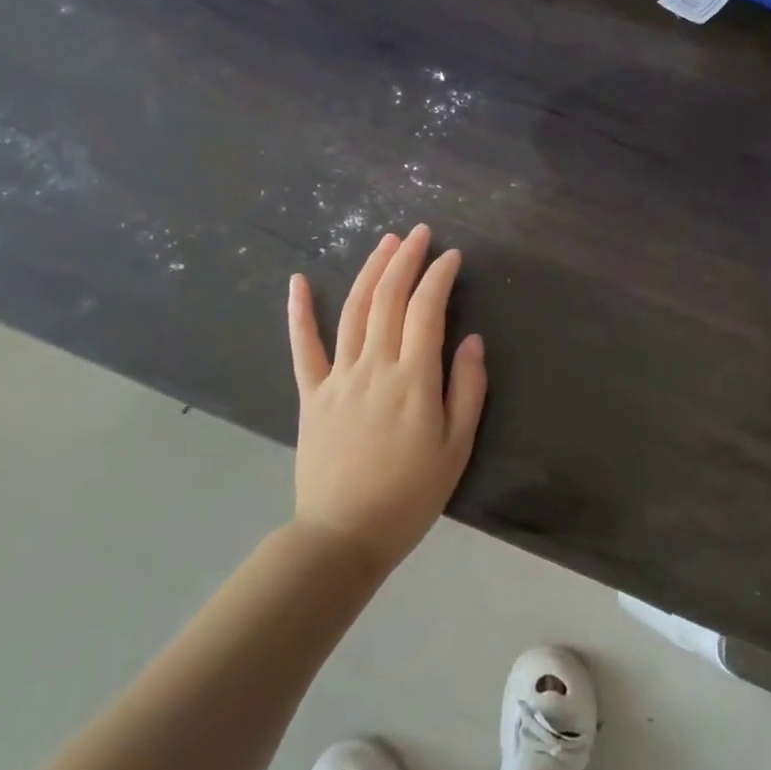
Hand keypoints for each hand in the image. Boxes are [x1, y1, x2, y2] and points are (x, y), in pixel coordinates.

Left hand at [286, 225, 486, 574]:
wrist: (343, 536)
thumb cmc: (409, 496)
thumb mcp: (456, 449)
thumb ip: (467, 390)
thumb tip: (472, 341)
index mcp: (413, 380)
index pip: (427, 310)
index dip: (439, 277)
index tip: (451, 256)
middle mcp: (374, 367)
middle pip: (388, 299)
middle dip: (405, 260)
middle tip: (419, 233)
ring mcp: (337, 377)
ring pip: (353, 311)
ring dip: (369, 271)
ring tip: (385, 242)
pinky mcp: (311, 394)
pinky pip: (303, 346)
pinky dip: (299, 311)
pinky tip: (298, 280)